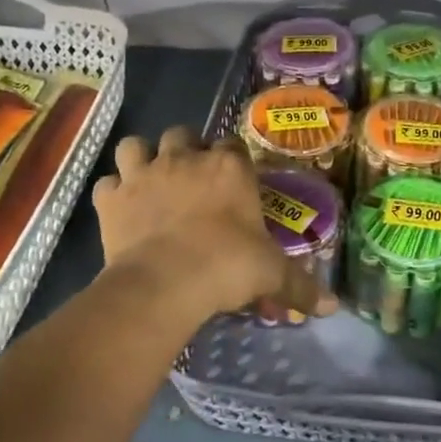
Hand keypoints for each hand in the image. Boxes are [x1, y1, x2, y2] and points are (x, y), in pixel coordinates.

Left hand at [92, 128, 337, 323]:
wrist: (166, 282)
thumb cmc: (227, 267)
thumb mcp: (272, 275)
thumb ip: (301, 286)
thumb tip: (333, 307)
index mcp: (229, 168)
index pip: (233, 146)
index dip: (231, 160)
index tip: (233, 180)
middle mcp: (185, 160)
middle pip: (182, 134)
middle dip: (185, 150)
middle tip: (191, 179)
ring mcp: (144, 174)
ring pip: (135, 145)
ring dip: (141, 159)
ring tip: (149, 181)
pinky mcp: (112, 198)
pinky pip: (107, 184)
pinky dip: (113, 193)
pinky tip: (120, 209)